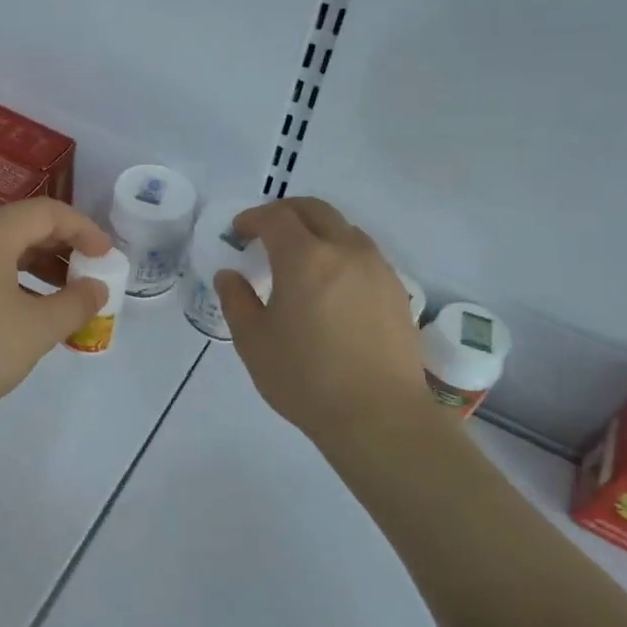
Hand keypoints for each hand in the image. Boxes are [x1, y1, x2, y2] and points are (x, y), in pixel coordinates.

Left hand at [0, 200, 112, 435]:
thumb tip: (96, 288)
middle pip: (20, 226)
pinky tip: (24, 313)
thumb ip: (75, 304)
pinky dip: (9, 280)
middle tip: (89, 275)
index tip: (106, 257)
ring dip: (36, 267)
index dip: (83, 229)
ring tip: (63, 297)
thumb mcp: (36, 330)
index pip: (46, 212)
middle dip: (61, 248)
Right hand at [214, 197, 434, 444]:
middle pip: (315, 209)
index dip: (252, 218)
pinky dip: (340, 252)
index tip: (238, 232)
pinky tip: (330, 284)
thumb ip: (236, 300)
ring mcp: (377, 268)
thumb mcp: (253, 341)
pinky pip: (364, 254)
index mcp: (305, 258)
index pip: (276, 217)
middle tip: (265, 232)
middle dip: (285, 212)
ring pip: (344, 228)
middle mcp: (345, 251)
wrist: (380, 417)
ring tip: (299, 258)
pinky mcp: (396, 290)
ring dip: (316, 230)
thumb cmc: (306, 378)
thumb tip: (230, 275)